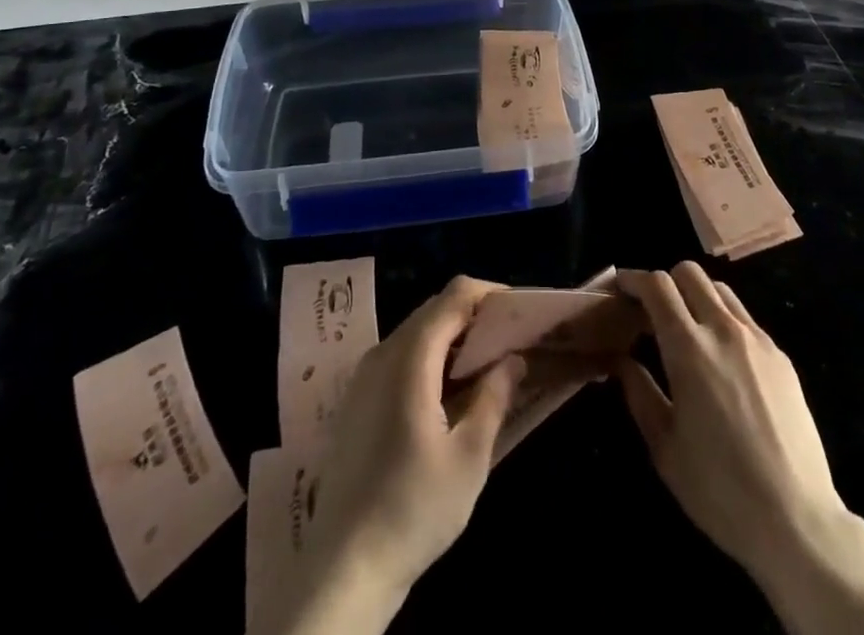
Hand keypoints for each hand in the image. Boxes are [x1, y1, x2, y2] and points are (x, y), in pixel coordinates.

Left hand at [275, 276, 524, 634]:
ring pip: (417, 333)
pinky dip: (431, 359)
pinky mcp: (357, 399)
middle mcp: (383, 352)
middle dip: (475, 318)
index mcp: (410, 357)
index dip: (490, 295)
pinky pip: (400, 357)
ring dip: (453, 340)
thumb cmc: (413, 509)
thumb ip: (494, 397)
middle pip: (435, 309)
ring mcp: (364, 375)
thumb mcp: (469, 457)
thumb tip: (514, 358)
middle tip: (510, 344)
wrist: (343, 568)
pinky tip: (449, 396)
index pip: (455, 296)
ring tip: (486, 370)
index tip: (520, 316)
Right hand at [614, 264, 843, 579]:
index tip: (620, 289)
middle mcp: (723, 330)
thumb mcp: (664, 447)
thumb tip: (622, 361)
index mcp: (688, 348)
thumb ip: (639, 393)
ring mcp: (757, 340)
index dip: (633, 279)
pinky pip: (744, 319)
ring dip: (696, 296)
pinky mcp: (781, 357)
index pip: (657, 285)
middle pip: (689, 273)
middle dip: (665, 282)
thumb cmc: (719, 489)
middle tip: (652, 312)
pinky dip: (723, 321)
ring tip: (687, 330)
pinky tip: (722, 360)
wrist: (797, 520)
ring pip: (720, 290)